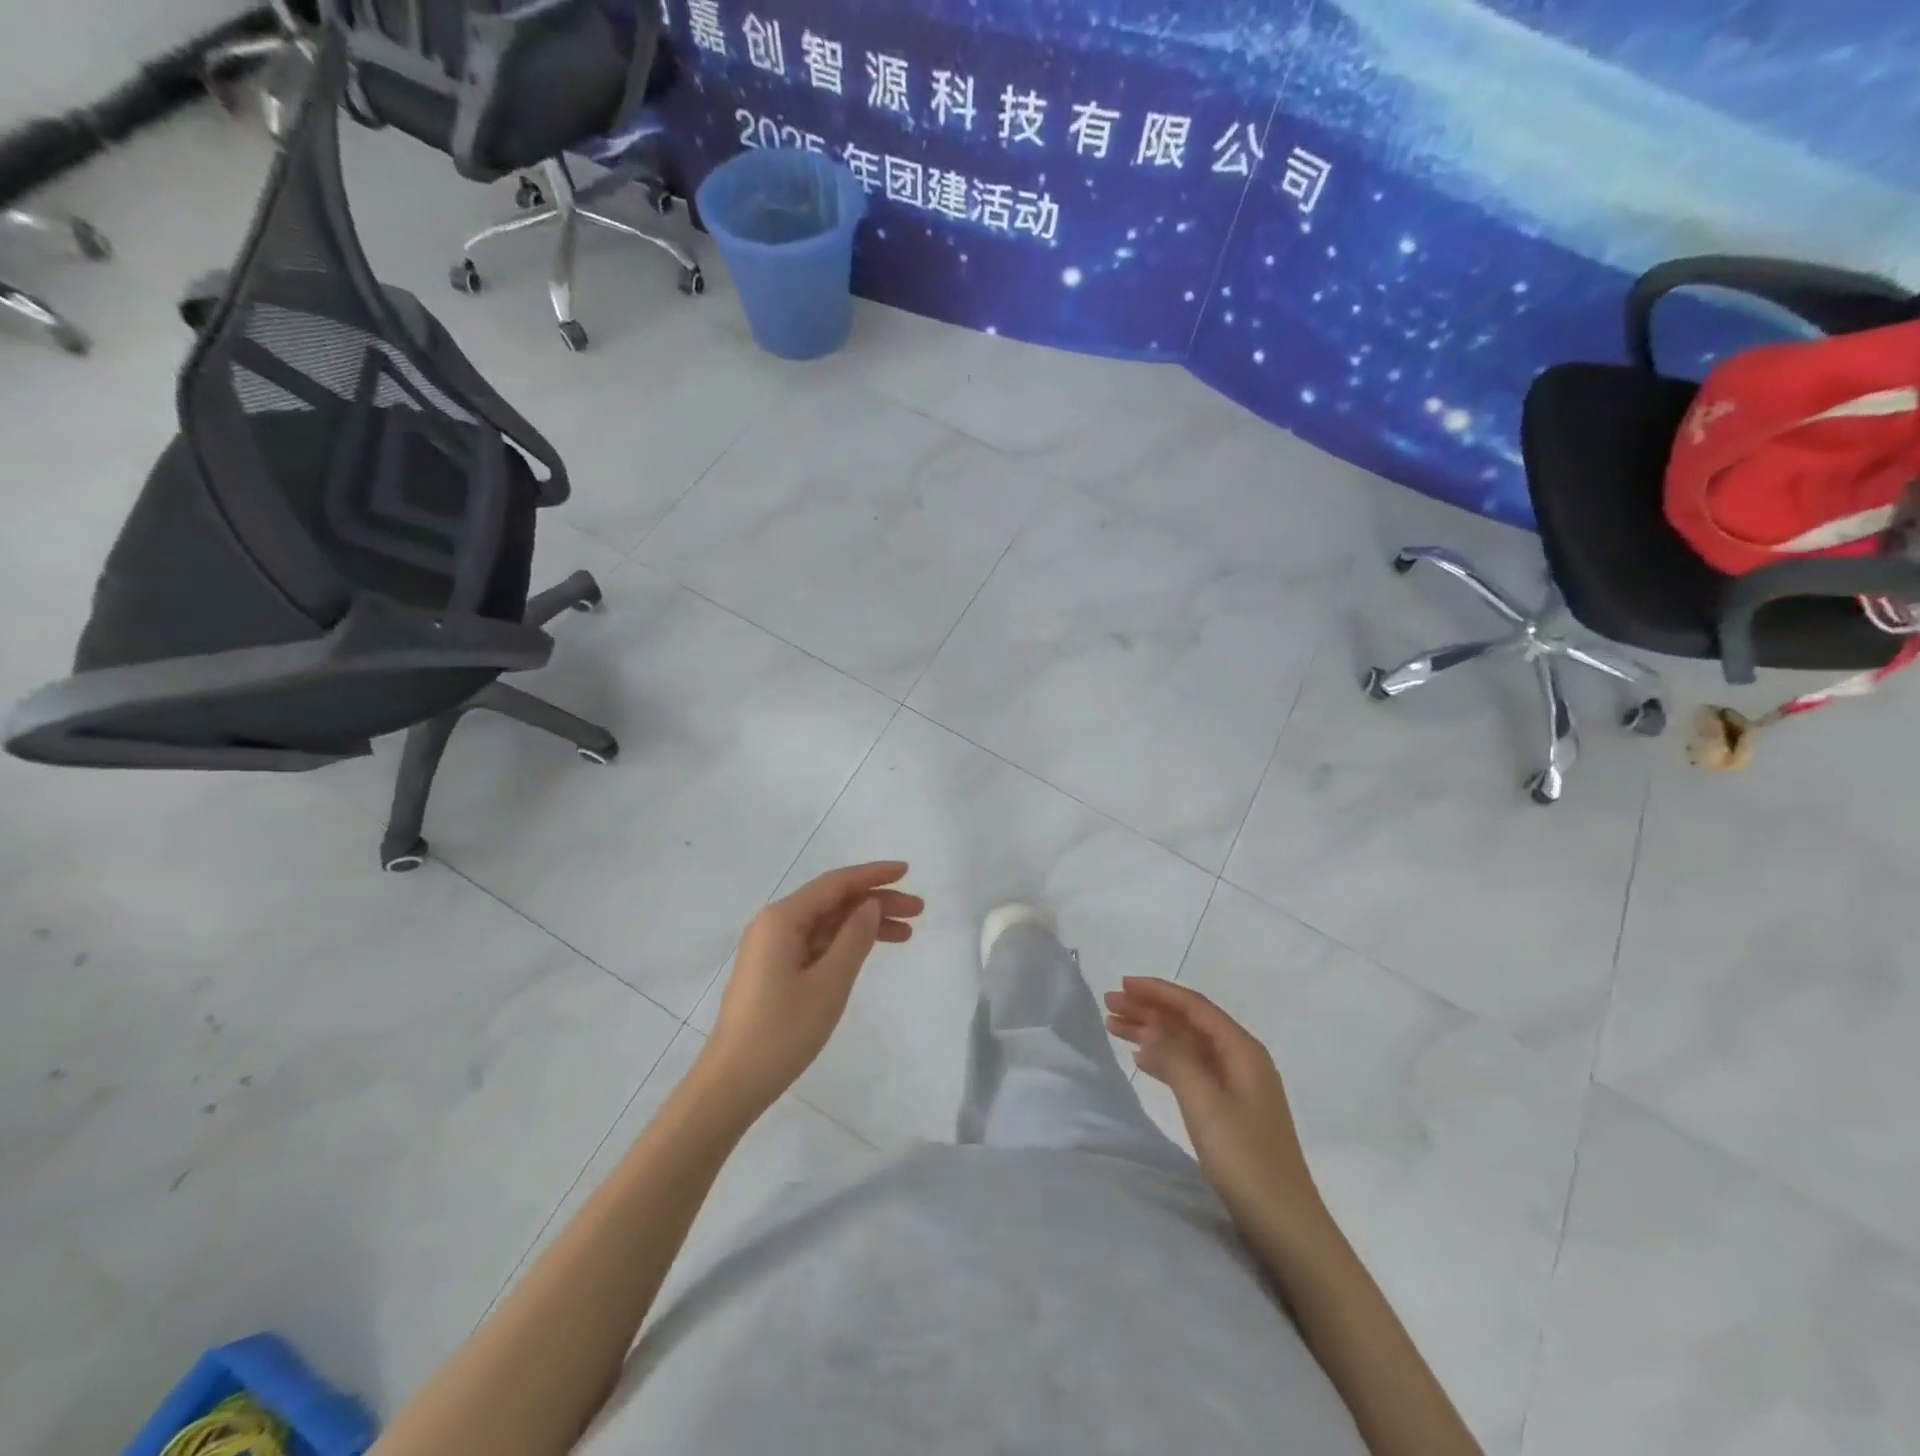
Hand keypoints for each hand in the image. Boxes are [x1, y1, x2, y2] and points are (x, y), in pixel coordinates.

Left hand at [698, 862, 921, 1119]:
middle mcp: (774, 924)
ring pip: (826, 923)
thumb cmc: (783, 1031)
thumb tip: (870, 904)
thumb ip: (854, 938)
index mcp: (782, 919)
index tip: (907, 872)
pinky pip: (815, 943)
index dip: (873, 875)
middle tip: (918, 910)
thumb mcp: (829, 983)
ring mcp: (771, 948)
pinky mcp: (773, 970)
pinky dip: (845, 943)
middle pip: (833, 901)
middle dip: (876, 901)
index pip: (836, 883)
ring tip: (906, 934)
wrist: (732, 1083)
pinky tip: (869, 950)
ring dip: (864, 924)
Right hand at [1104, 977, 1323, 1230]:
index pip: (1194, 1007)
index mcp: (1243, 1050)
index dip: (1158, 992)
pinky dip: (1164, 1060)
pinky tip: (1141, 1060)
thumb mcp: (1205, 1103)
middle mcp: (1241, 1060)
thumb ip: (1175, 1059)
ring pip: (1187, 1046)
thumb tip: (1150, 1028)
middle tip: (1109, 1004)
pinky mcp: (1229, 1111)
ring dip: (1152, 1033)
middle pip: (1189, 1023)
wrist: (1286, 1226)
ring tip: (1114, 1026)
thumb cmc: (1246, 1159)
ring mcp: (1237, 1086)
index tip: (1122, 984)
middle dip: (1149, 1010)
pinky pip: (1190, 1070)